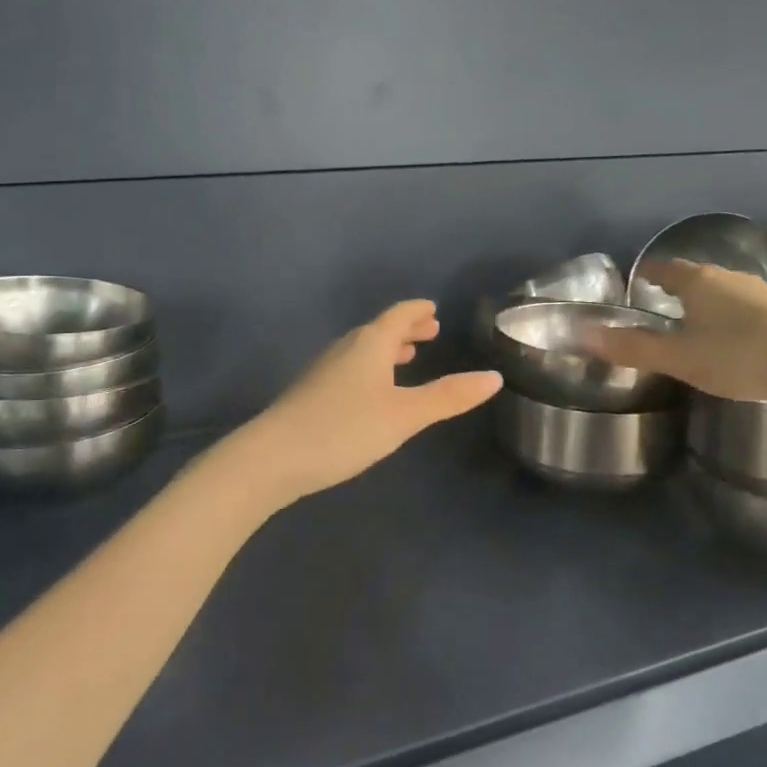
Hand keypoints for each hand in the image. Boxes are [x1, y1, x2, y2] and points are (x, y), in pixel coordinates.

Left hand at [234, 300, 502, 504]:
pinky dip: (371, 368)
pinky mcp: (311, 394)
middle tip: (429, 330)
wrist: (272, 457)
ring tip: (407, 356)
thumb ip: (448, 397)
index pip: (398, 315)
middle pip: (379, 330)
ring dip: (387, 349)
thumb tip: (493, 377)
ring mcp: (324, 371)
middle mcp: (345, 349)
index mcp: (370, 344)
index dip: (417, 310)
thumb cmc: (345, 429)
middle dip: (406, 329)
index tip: (433, 308)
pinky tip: (372, 391)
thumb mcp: (405, 415)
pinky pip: (350, 368)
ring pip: (362, 350)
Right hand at [587, 260, 766, 402]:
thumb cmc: (739, 356)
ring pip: (723, 291)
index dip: (648, 274)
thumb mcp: (679, 358)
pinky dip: (730, 315)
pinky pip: (745, 306)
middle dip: (677, 288)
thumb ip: (633, 348)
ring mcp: (761, 291)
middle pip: (695, 276)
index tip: (636, 282)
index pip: (664, 268)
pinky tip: (733, 337)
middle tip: (659, 305)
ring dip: (706, 302)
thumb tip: (584, 335)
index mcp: (698, 282)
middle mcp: (729, 277)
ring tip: (694, 323)